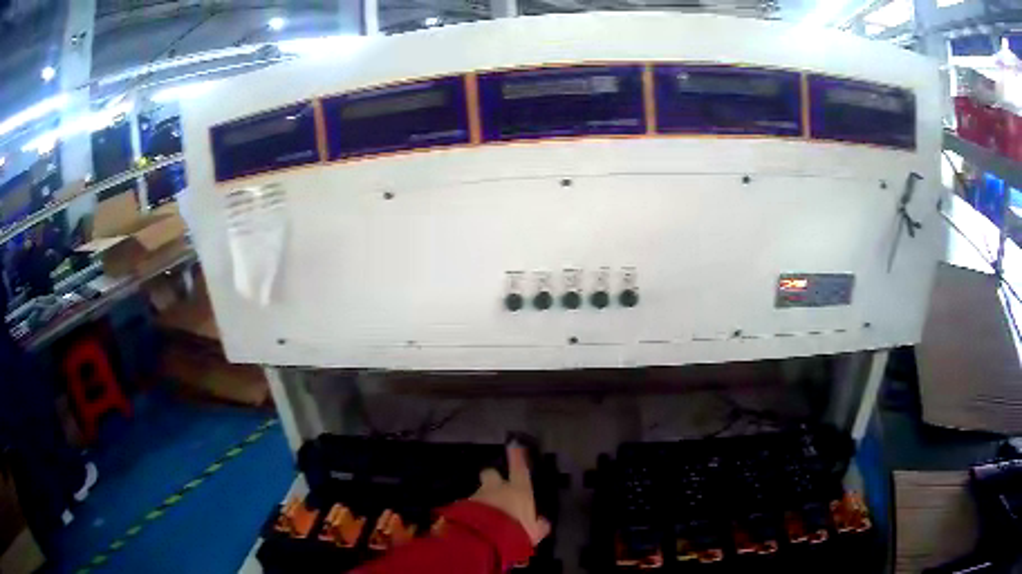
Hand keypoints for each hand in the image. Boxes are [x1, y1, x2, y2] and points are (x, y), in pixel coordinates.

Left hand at [471, 443, 550, 544]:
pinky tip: (474, 525)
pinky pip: (468, 506)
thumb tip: (542, 521)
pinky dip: (471, 512)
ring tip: (485, 518)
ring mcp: (476, 496)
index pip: (519, 469)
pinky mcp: (460, 506)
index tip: (514, 445)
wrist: (482, 540)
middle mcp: (496, 488)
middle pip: (491, 474)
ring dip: (482, 501)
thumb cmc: (515, 532)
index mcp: (518, 490)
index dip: (517, 457)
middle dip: (492, 479)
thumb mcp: (534, 533)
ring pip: (479, 492)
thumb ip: (539, 525)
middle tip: (495, 490)